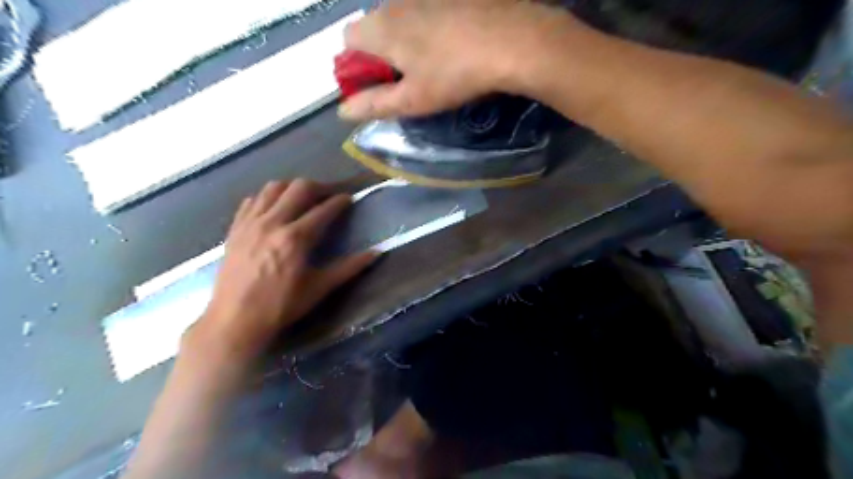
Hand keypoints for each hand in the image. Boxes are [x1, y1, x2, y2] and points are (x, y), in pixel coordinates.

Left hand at [188, 180, 375, 362]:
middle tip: (328, 195)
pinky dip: (267, 198)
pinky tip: (274, 208)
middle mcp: (273, 223)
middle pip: (299, 188)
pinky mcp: (235, 229)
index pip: (324, 209)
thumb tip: (376, 253)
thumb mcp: (319, 288)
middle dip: (319, 187)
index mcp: (296, 238)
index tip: (349, 198)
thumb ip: (349, 268)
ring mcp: (250, 223)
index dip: (340, 201)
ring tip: (302, 198)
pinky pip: (252, 200)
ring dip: (292, 188)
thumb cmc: (281, 306)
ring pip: (273, 188)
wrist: (235, 321)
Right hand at [338, 0, 572, 121]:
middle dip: (380, 56)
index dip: (357, 67)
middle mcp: (396, 3)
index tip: (378, 87)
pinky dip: (428, 31)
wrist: (510, 40)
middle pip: (373, 29)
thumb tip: (343, 111)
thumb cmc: (455, 75)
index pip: (347, 41)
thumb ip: (375, 104)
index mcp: (381, 28)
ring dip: (405, 43)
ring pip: (400, 21)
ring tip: (433, 67)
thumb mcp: (413, 100)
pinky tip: (451, 48)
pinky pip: (425, 12)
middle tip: (407, 81)